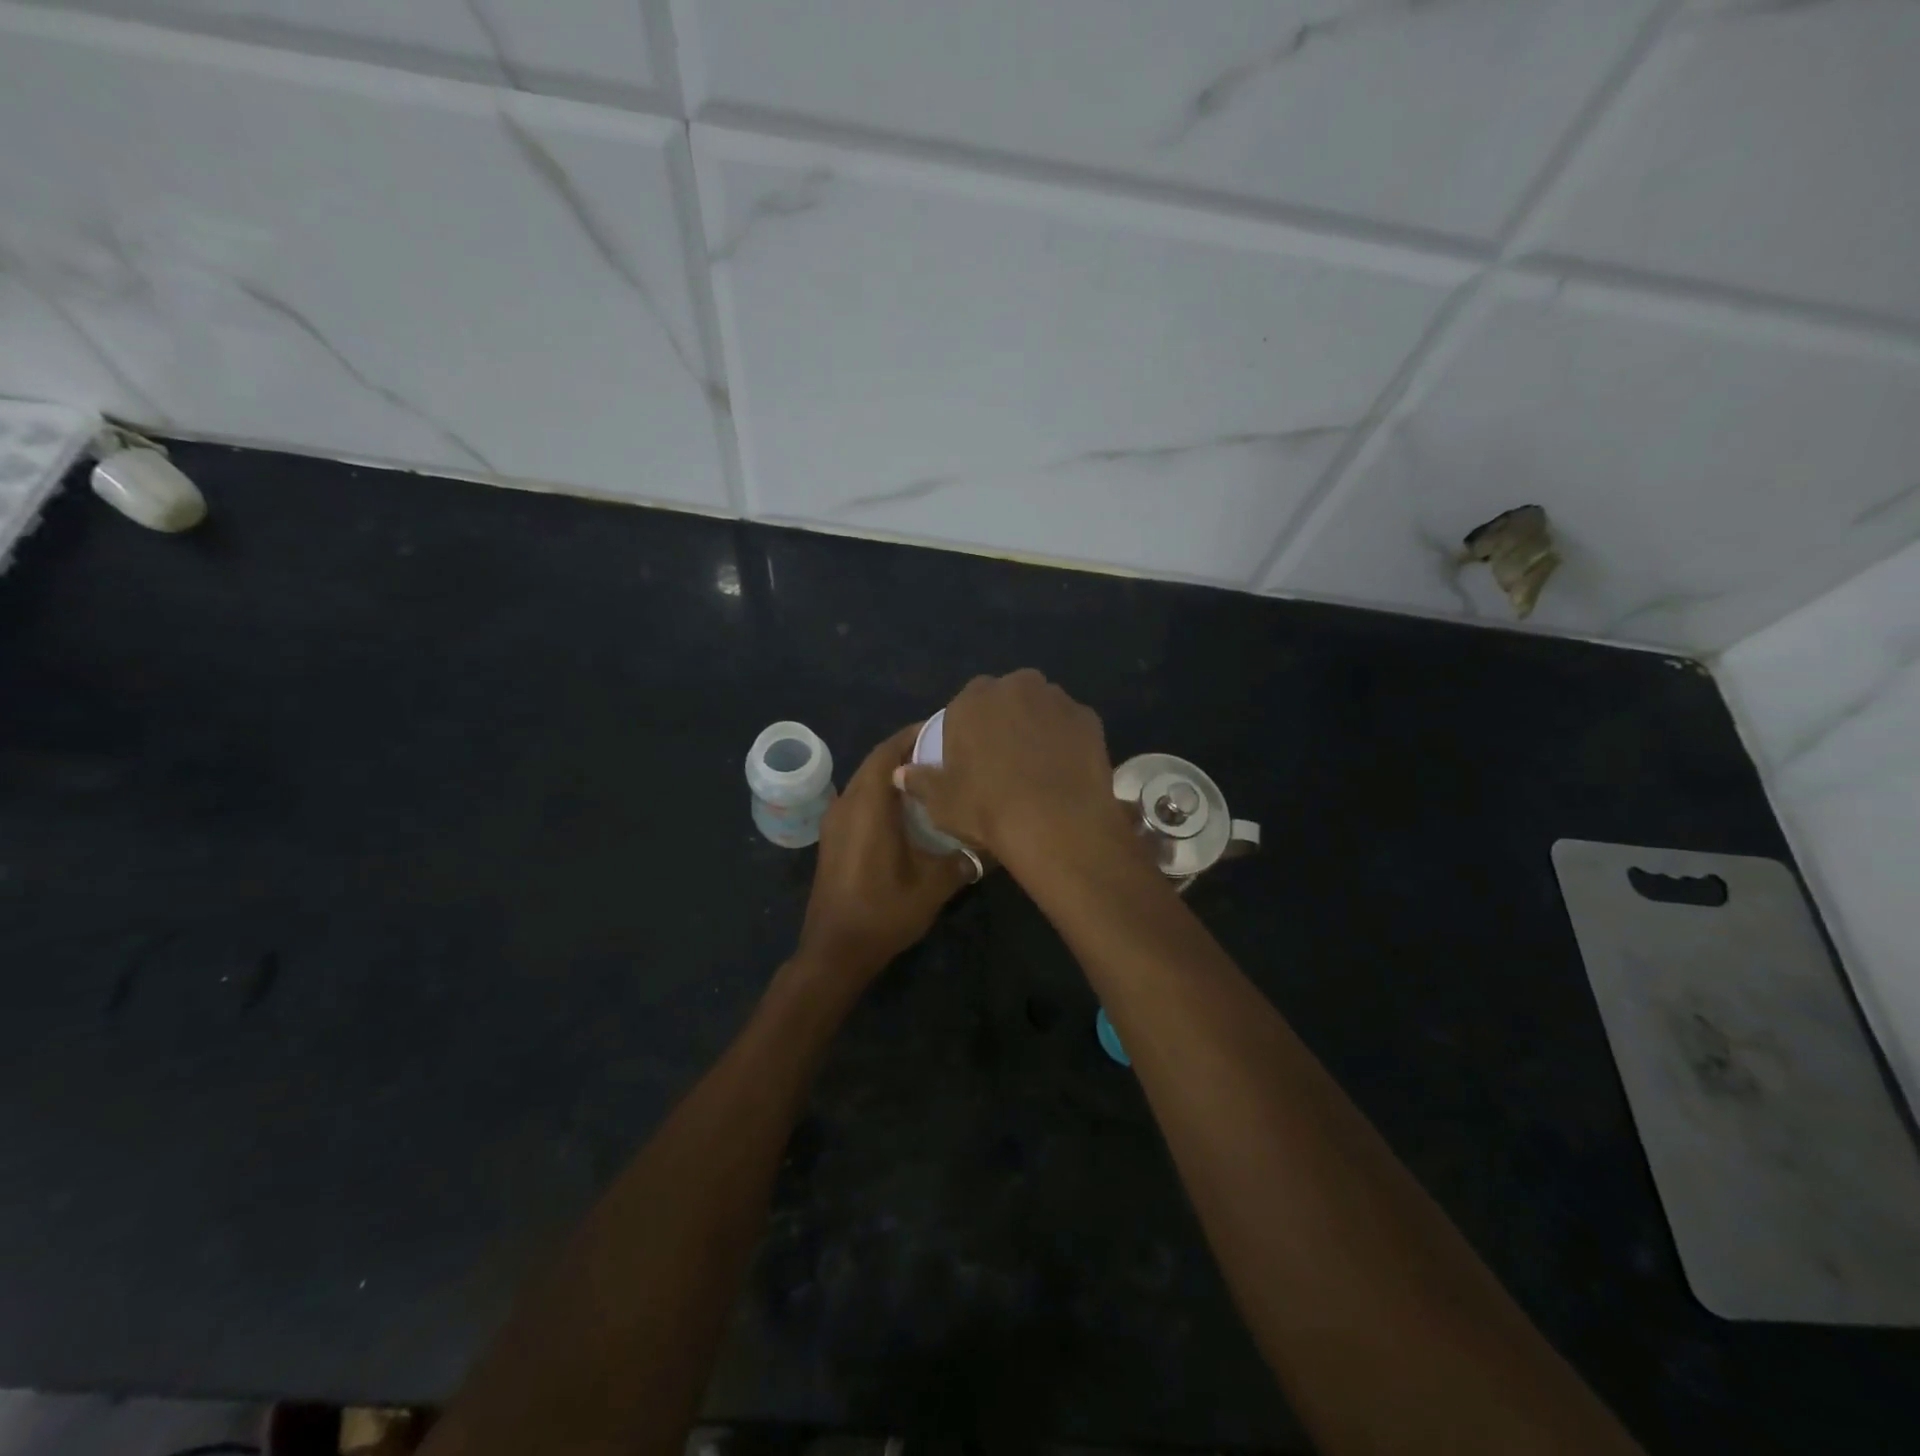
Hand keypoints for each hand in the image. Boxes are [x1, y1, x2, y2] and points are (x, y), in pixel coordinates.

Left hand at [797, 723, 971, 982]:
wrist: (835, 951)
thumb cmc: (882, 913)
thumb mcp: (933, 886)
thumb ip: (963, 858)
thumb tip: (992, 842)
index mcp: (867, 806)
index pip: (888, 752)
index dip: (914, 735)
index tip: (945, 729)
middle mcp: (846, 804)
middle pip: (876, 762)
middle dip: (908, 752)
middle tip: (946, 752)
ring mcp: (835, 821)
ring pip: (866, 781)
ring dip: (894, 773)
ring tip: (933, 776)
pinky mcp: (834, 837)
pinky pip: (860, 800)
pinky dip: (883, 794)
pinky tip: (910, 809)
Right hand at [895, 670, 1127, 867]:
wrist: (1056, 823)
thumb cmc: (987, 808)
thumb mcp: (941, 802)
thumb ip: (920, 781)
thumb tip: (901, 772)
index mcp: (974, 698)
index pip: (966, 703)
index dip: (969, 728)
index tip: (971, 756)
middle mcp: (1017, 686)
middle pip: (1006, 698)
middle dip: (1004, 719)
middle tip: (1004, 759)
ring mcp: (1057, 699)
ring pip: (1041, 707)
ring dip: (1037, 726)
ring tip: (1037, 766)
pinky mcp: (1089, 718)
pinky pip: (1070, 726)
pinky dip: (1066, 741)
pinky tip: (1063, 770)